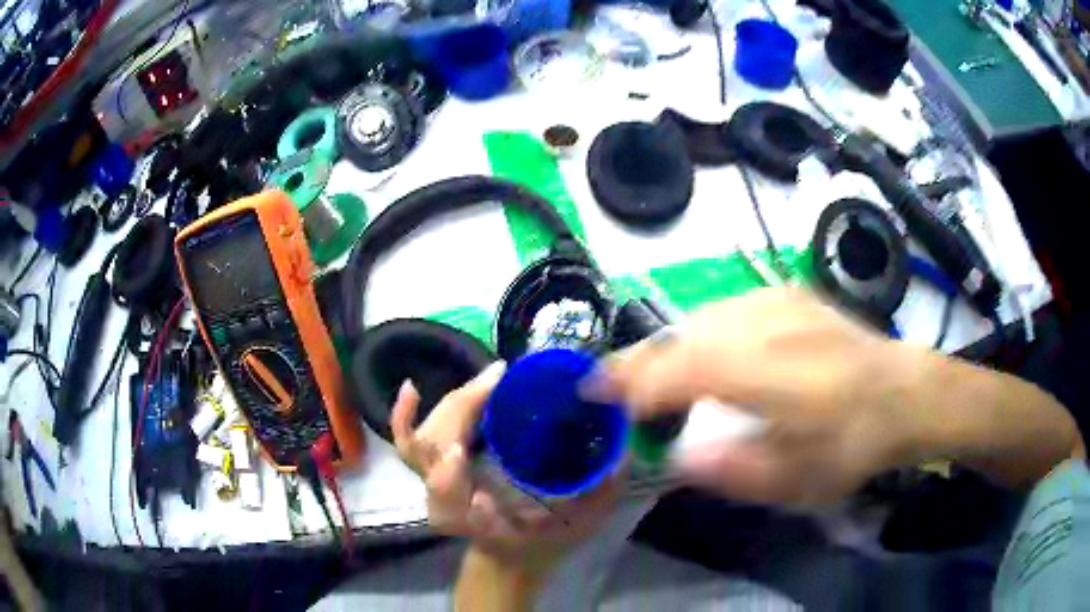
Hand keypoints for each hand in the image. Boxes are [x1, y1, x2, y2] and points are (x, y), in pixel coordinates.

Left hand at [391, 362, 622, 573]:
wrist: (510, 557)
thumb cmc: (544, 541)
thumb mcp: (580, 525)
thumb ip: (600, 494)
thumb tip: (621, 450)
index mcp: (477, 522)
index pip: (450, 500)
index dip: (449, 477)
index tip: (466, 449)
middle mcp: (446, 503)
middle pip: (433, 455)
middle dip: (460, 413)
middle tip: (499, 383)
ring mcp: (433, 484)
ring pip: (422, 441)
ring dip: (452, 406)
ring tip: (487, 381)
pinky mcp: (431, 468)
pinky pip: (407, 440)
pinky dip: (404, 414)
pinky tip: (413, 387)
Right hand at [596, 288, 921, 506]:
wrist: (901, 392)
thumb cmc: (850, 445)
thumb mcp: (795, 479)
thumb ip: (730, 468)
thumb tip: (677, 453)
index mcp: (763, 372)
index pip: (676, 369)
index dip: (630, 381)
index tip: (595, 394)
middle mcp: (761, 324)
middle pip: (680, 338)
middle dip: (640, 363)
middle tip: (615, 387)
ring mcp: (774, 302)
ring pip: (699, 319)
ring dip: (670, 348)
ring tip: (657, 377)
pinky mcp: (786, 294)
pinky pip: (726, 310)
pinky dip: (702, 332)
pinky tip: (707, 354)